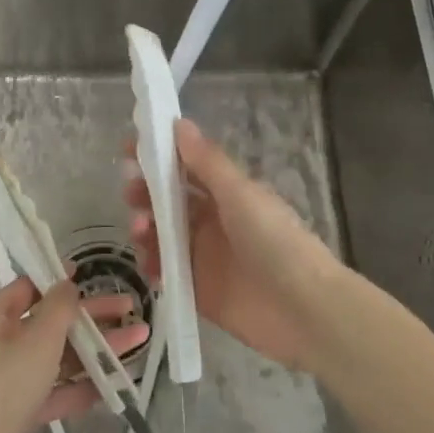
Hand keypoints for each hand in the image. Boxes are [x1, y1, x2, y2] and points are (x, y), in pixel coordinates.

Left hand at [0, 277, 147, 432]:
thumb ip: (59, 308)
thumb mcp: (37, 340)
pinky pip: (53, 391)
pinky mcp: (17, 414)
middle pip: (50, 323)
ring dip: (95, 351)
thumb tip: (67, 283)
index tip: (92, 276)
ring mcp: (7, 381)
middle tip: (131, 311)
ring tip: (137, 344)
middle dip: (92, 318)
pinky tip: (114, 385)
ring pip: (57, 358)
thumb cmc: (3, 389)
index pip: (29, 288)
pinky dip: (80, 387)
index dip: (60, 281)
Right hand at [125, 118, 344, 372]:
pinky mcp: (198, 290)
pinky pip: (167, 272)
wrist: (304, 310)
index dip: (159, 157)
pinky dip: (153, 266)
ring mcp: (204, 256)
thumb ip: (207, 162)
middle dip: (146, 194)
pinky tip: (150, 264)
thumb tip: (179, 122)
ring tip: (141, 231)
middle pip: (169, 202)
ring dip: (146, 228)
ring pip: (163, 236)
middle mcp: (213, 221)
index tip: (129, 148)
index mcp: (227, 194)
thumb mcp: (240, 194)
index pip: (185, 168)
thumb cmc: (274, 241)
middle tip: (131, 193)